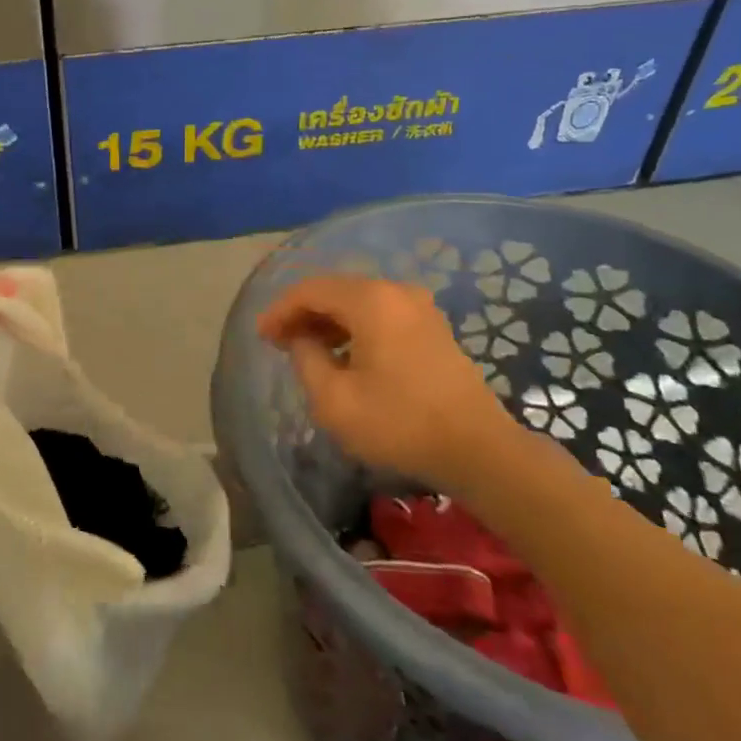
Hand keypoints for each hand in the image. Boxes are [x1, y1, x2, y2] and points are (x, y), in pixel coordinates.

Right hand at [257, 275, 520, 487]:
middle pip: (336, 290)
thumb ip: (306, 359)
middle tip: (278, 340)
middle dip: (303, 313)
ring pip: (359, 302)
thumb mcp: (334, 400)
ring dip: (328, 321)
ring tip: (304, 349)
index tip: (261, 336)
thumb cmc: (400, 423)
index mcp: (371, 300)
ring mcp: (419, 307)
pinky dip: (354, 328)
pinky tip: (342, 355)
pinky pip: (381, 314)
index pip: (310, 290)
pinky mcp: (432, 328)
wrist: (479, 450)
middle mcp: (396, 291)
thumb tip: (302, 340)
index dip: (280, 309)